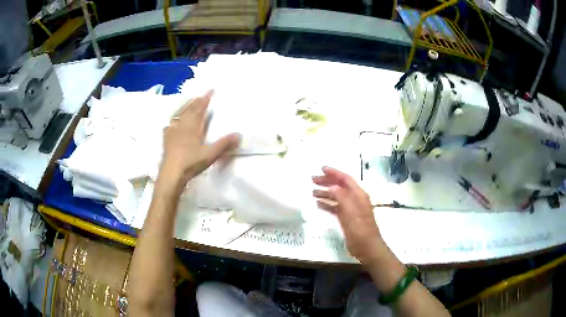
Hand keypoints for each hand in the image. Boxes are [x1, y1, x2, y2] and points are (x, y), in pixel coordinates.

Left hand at [160, 90, 238, 189]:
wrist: (171, 174)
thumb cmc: (191, 162)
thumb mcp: (210, 154)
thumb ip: (224, 144)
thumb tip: (238, 135)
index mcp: (192, 126)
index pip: (200, 108)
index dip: (205, 98)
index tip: (211, 90)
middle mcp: (181, 125)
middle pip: (188, 109)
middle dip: (195, 101)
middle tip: (200, 95)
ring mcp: (172, 132)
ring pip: (178, 115)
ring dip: (184, 108)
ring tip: (188, 104)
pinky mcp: (166, 140)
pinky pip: (170, 125)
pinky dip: (173, 121)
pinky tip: (172, 123)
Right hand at [313, 167, 385, 262]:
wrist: (366, 246)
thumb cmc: (360, 228)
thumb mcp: (351, 211)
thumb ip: (342, 197)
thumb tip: (332, 187)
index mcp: (358, 195)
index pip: (345, 179)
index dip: (334, 173)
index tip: (322, 168)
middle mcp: (355, 199)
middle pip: (340, 186)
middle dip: (327, 182)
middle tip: (313, 180)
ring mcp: (350, 209)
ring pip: (336, 197)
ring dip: (325, 193)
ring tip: (313, 192)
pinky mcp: (346, 218)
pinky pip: (335, 208)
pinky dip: (327, 205)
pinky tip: (318, 204)